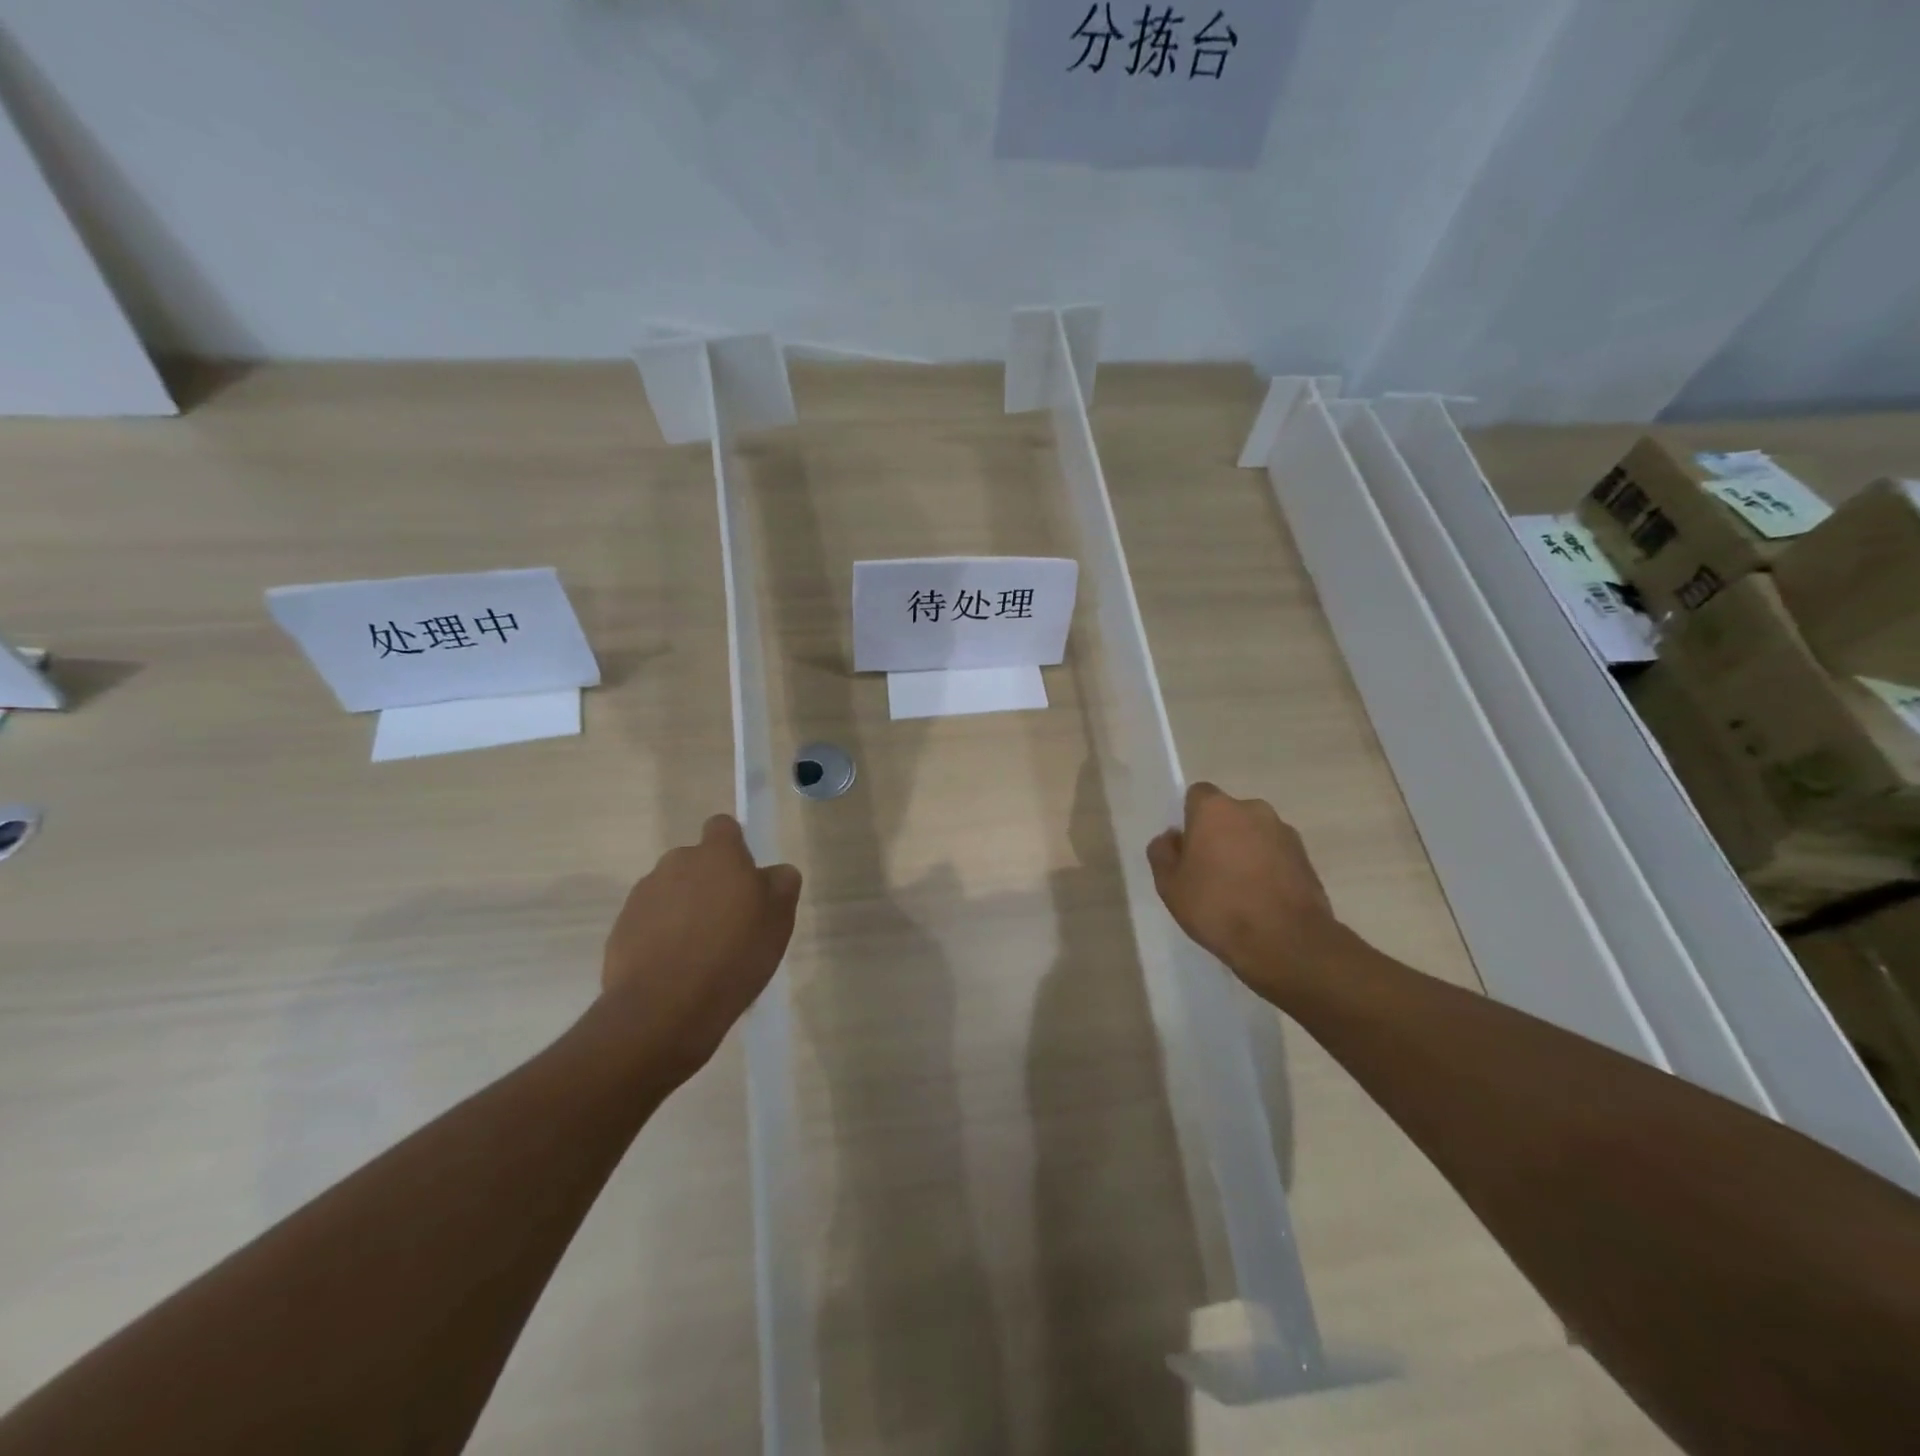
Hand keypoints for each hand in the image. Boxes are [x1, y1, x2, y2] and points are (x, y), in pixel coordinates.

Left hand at [595, 815, 801, 1086]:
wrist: (664, 1009)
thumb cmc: (734, 955)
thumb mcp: (779, 919)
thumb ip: (781, 883)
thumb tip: (772, 873)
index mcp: (718, 854)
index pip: (723, 827)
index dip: (735, 847)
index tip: (745, 879)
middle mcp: (676, 863)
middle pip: (696, 862)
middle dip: (710, 883)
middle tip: (729, 922)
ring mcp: (643, 895)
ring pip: (672, 892)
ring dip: (685, 910)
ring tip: (701, 953)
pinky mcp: (621, 928)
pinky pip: (649, 922)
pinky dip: (662, 937)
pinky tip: (676, 970)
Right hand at [1147, 782, 1343, 999]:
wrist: (1287, 942)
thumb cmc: (1218, 907)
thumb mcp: (1170, 886)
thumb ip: (1163, 854)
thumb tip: (1171, 838)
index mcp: (1216, 809)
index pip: (1197, 795)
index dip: (1190, 819)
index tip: (1187, 848)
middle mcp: (1253, 809)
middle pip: (1228, 814)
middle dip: (1219, 835)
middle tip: (1209, 872)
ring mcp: (1284, 832)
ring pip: (1254, 834)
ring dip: (1245, 851)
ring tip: (1238, 891)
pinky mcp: (1306, 857)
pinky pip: (1276, 854)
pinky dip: (1268, 869)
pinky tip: (1261, 900)